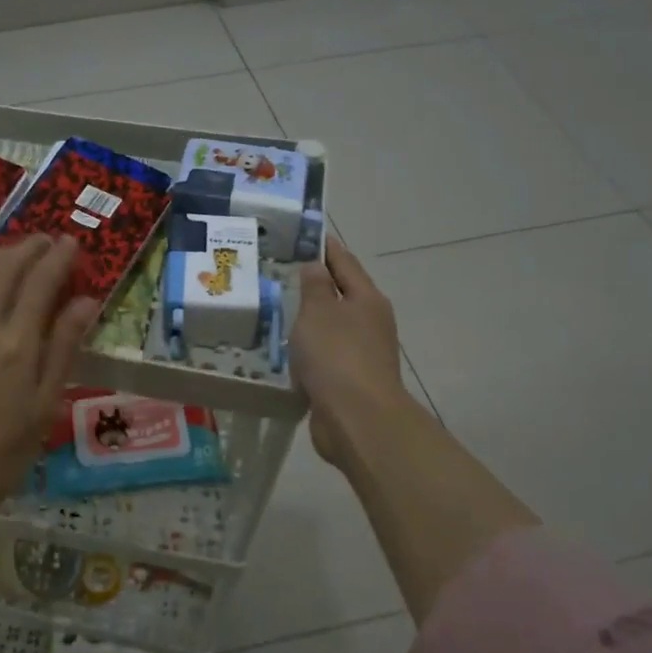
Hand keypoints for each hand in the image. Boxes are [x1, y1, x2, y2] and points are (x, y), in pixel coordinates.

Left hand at [0, 236, 100, 527]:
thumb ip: (63, 348)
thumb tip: (85, 300)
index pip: (40, 283)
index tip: (70, 243)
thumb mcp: (44, 405)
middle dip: (26, 248)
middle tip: (43, 241)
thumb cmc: (3, 454)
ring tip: (10, 252)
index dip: (57, 258)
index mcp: (15, 344)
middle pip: (2, 270)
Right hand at [291, 236, 417, 470]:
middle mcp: (370, 323)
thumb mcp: (319, 312)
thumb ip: (315, 287)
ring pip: (333, 327)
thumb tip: (316, 266)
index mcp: (367, 299)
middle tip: (285, 270)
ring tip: (280, 308)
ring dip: (312, 319)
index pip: (345, 263)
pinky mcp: (350, 380)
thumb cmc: (337, 355)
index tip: (309, 234)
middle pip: (343, 294)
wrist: (356, 419)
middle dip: (318, 283)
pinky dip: (309, 348)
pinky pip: (326, 355)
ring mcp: (363, 353)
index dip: (327, 248)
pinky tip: (288, 349)